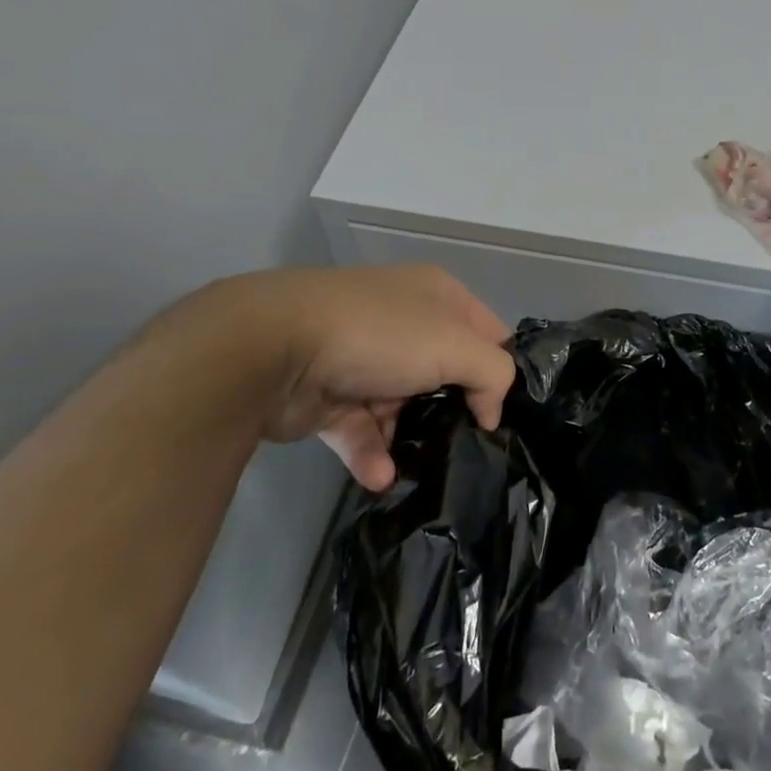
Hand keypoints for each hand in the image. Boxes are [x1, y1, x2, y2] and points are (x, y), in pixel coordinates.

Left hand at [193, 266, 514, 490]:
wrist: (269, 347)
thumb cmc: (378, 334)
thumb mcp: (455, 345)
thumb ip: (493, 374)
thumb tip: (490, 409)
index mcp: (436, 295)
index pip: (486, 332)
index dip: (499, 369)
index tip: (501, 412)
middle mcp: (402, 321)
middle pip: (445, 371)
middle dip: (454, 409)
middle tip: (468, 446)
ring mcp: (362, 357)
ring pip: (402, 405)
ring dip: (410, 439)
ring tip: (420, 468)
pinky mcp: (328, 395)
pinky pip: (361, 429)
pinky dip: (372, 453)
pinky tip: (380, 476)